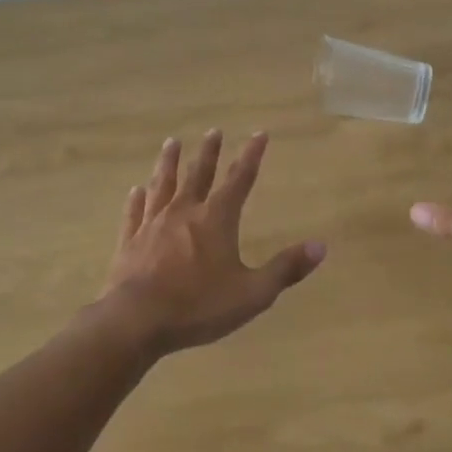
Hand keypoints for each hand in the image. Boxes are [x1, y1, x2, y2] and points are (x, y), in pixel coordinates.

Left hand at [98, 130, 326, 354]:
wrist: (136, 321)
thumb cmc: (198, 306)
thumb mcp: (253, 293)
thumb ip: (286, 269)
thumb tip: (321, 246)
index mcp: (216, 219)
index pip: (240, 179)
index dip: (251, 155)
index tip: (259, 133)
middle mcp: (184, 212)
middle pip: (199, 174)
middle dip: (209, 152)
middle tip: (213, 131)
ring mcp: (153, 224)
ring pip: (163, 185)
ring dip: (169, 163)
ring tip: (172, 143)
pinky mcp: (129, 242)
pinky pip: (134, 213)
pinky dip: (136, 200)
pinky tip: (135, 190)